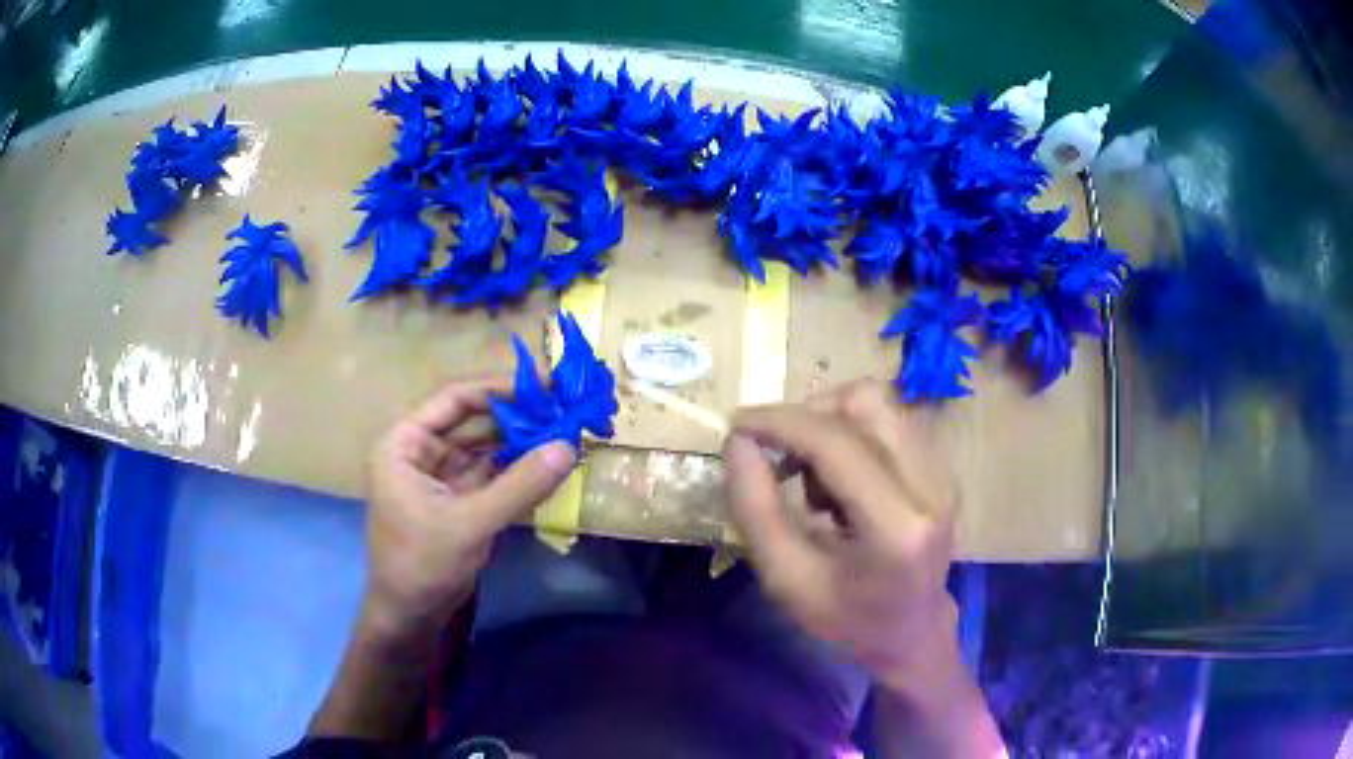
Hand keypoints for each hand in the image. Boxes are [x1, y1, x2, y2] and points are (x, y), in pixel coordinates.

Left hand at [363, 375, 576, 637]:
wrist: (410, 617)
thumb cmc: (422, 564)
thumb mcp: (470, 523)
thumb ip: (519, 485)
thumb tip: (570, 446)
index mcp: (405, 443)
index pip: (454, 398)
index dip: (500, 388)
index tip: (547, 384)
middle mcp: (421, 450)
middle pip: (474, 420)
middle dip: (518, 415)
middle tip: (565, 407)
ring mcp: (440, 476)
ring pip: (486, 447)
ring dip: (522, 442)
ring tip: (566, 431)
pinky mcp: (458, 500)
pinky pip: (492, 474)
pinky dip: (518, 469)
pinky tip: (549, 463)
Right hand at [723, 379, 958, 688]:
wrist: (912, 630)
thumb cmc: (846, 616)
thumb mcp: (786, 579)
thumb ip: (756, 509)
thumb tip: (738, 440)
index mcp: (897, 527)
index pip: (837, 443)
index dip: (781, 422)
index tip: (738, 425)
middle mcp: (932, 487)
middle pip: (867, 402)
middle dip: (809, 417)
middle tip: (781, 460)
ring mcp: (944, 473)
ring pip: (879, 404)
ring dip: (831, 425)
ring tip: (814, 478)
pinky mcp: (943, 466)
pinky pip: (890, 421)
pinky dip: (852, 435)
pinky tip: (842, 481)